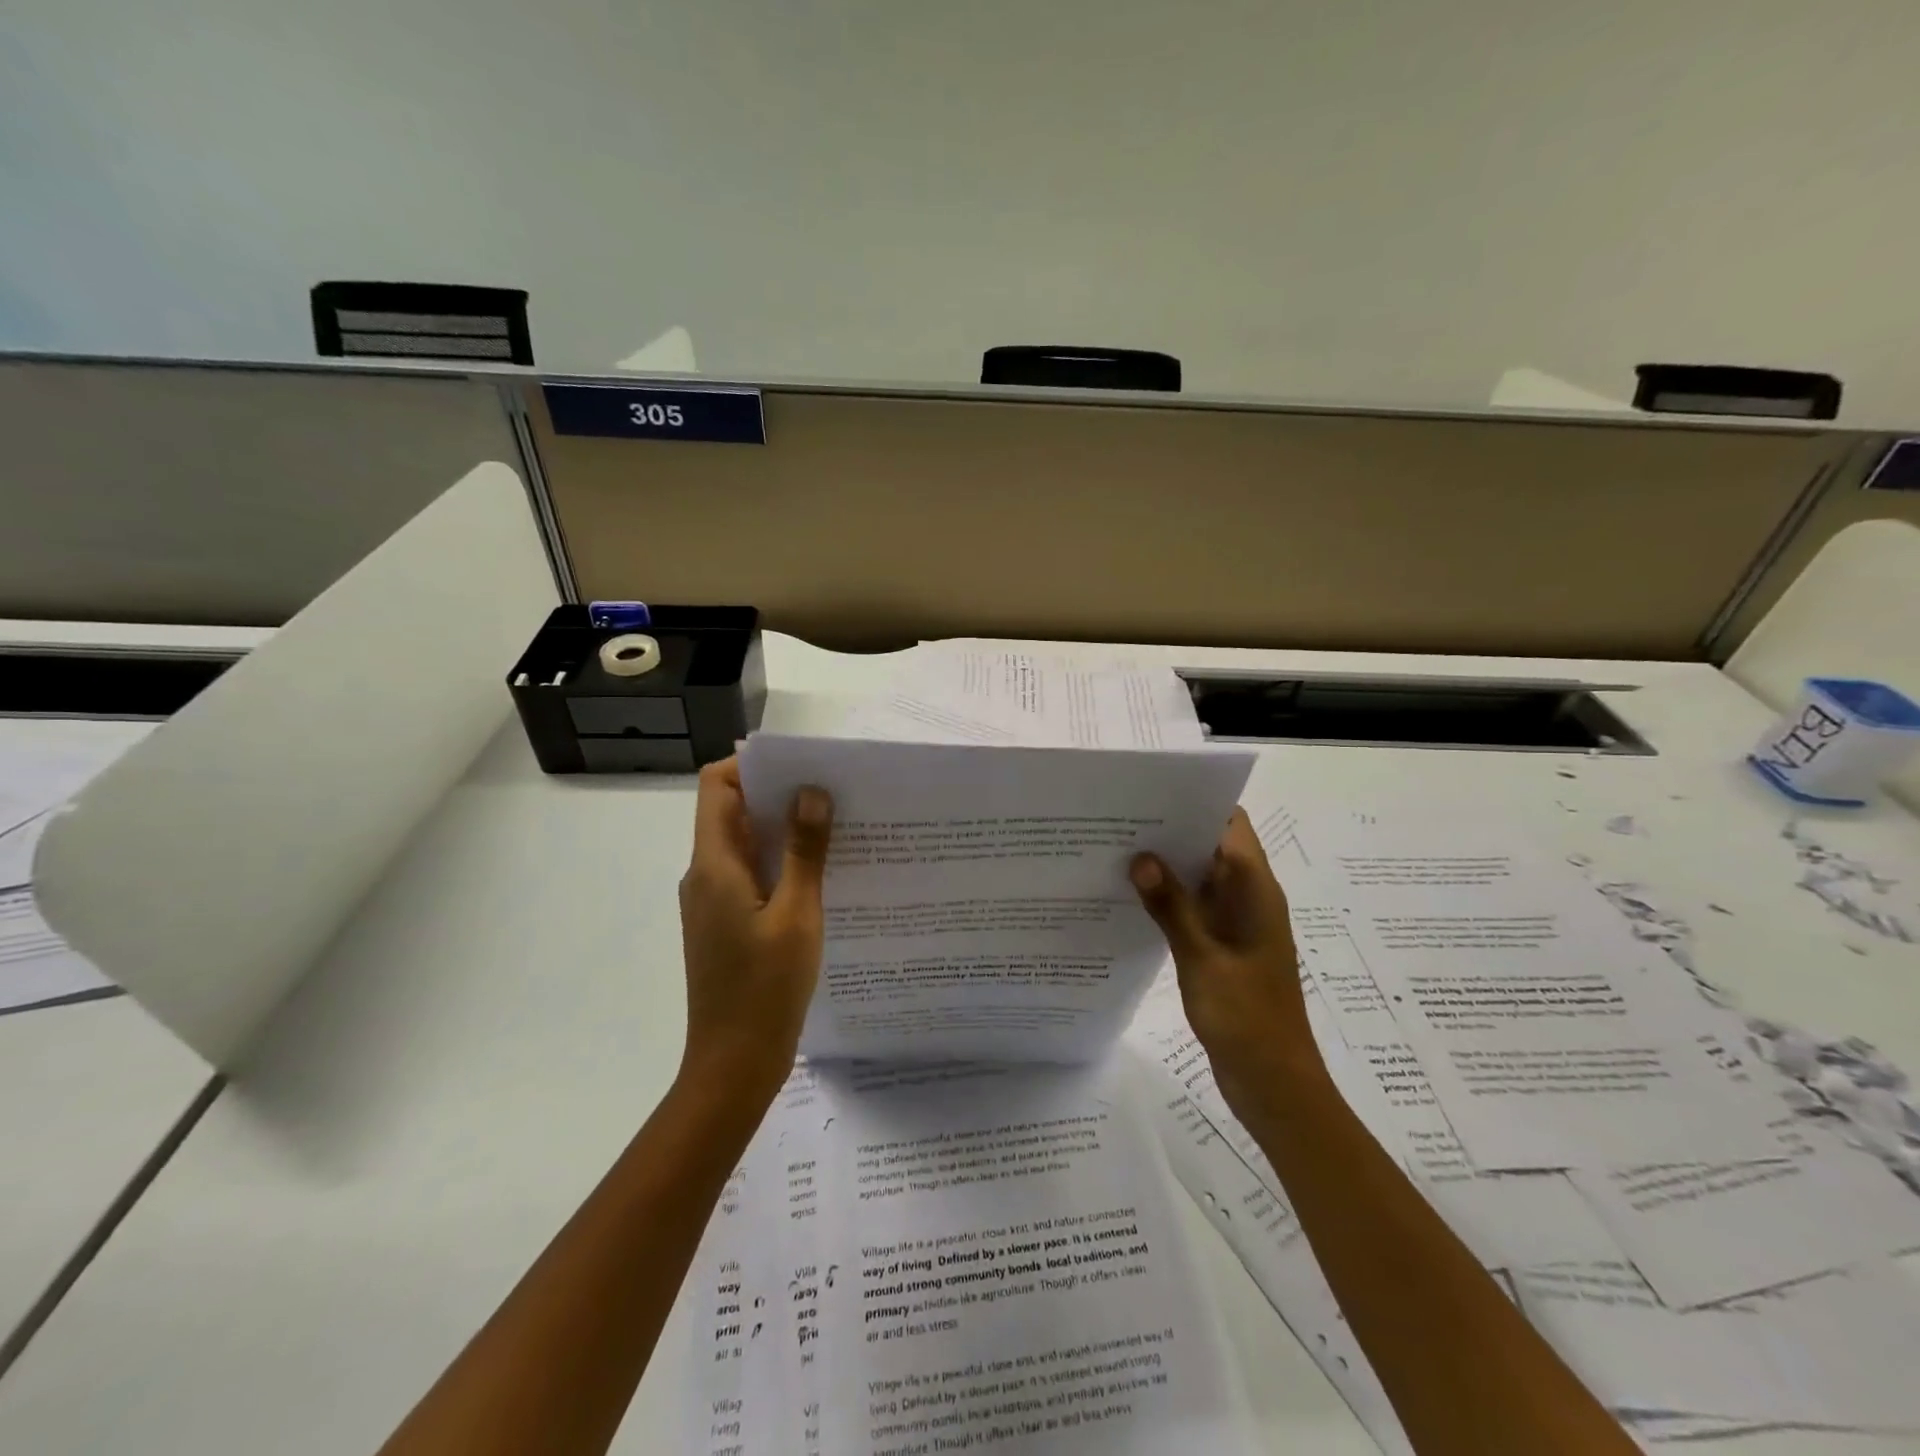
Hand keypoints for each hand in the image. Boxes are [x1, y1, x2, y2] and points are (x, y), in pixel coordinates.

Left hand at [677, 757, 832, 1102]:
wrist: (733, 1066)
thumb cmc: (765, 990)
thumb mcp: (797, 915)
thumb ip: (805, 852)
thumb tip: (812, 792)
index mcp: (714, 865)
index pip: (717, 786)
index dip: (753, 765)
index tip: (801, 765)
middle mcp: (705, 875)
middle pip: (732, 811)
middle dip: (778, 794)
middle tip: (832, 791)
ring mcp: (713, 902)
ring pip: (745, 845)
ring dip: (783, 831)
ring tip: (836, 827)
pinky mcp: (726, 924)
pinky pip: (751, 876)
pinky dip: (781, 864)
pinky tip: (822, 875)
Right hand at [1130, 808, 1321, 1123]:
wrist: (1274, 1082)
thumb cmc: (1246, 1016)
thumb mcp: (1202, 958)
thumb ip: (1171, 906)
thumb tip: (1140, 858)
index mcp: (1256, 891)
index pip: (1230, 825)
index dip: (1196, 804)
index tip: (1150, 795)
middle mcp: (1249, 897)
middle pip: (1212, 846)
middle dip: (1171, 832)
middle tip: (1119, 821)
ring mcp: (1237, 922)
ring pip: (1200, 877)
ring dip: (1167, 866)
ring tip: (1116, 851)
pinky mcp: (1223, 946)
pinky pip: (1195, 907)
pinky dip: (1169, 898)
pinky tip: (1131, 898)